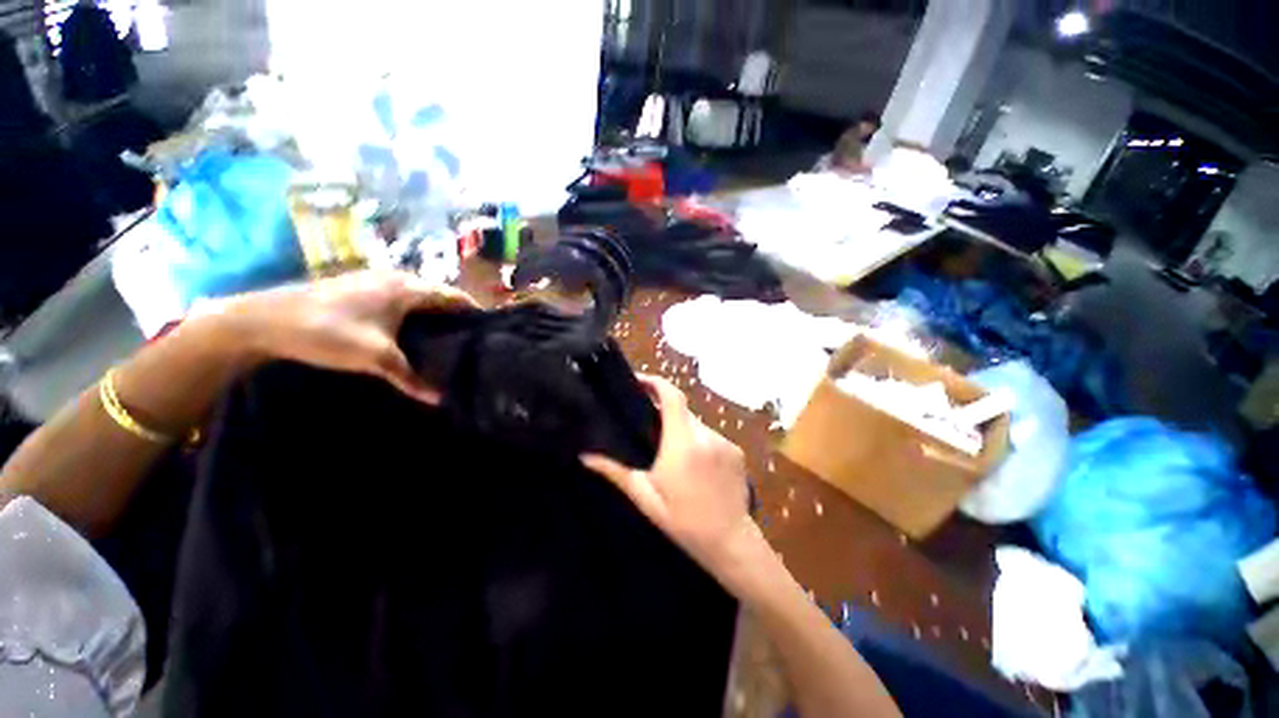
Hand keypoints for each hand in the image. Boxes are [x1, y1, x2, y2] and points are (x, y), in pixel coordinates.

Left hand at [228, 271, 475, 403]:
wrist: (264, 320)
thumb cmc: (327, 332)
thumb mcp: (375, 358)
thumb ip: (411, 377)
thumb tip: (440, 400)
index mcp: (408, 288)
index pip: (455, 297)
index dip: (475, 313)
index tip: (490, 332)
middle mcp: (397, 279)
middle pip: (440, 296)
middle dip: (457, 317)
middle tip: (471, 342)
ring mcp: (377, 281)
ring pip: (420, 298)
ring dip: (435, 316)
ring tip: (448, 341)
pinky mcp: (361, 289)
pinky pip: (402, 300)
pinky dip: (416, 315)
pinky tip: (413, 335)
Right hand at [582, 375, 761, 582]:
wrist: (730, 542)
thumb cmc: (683, 520)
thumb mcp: (645, 496)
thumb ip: (615, 471)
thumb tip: (585, 456)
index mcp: (682, 442)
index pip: (672, 396)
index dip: (656, 383)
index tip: (640, 381)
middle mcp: (706, 435)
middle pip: (683, 411)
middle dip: (666, 414)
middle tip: (650, 430)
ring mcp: (725, 442)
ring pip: (697, 425)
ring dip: (683, 431)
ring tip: (672, 455)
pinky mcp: (736, 451)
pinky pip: (712, 437)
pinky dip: (699, 442)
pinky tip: (695, 466)